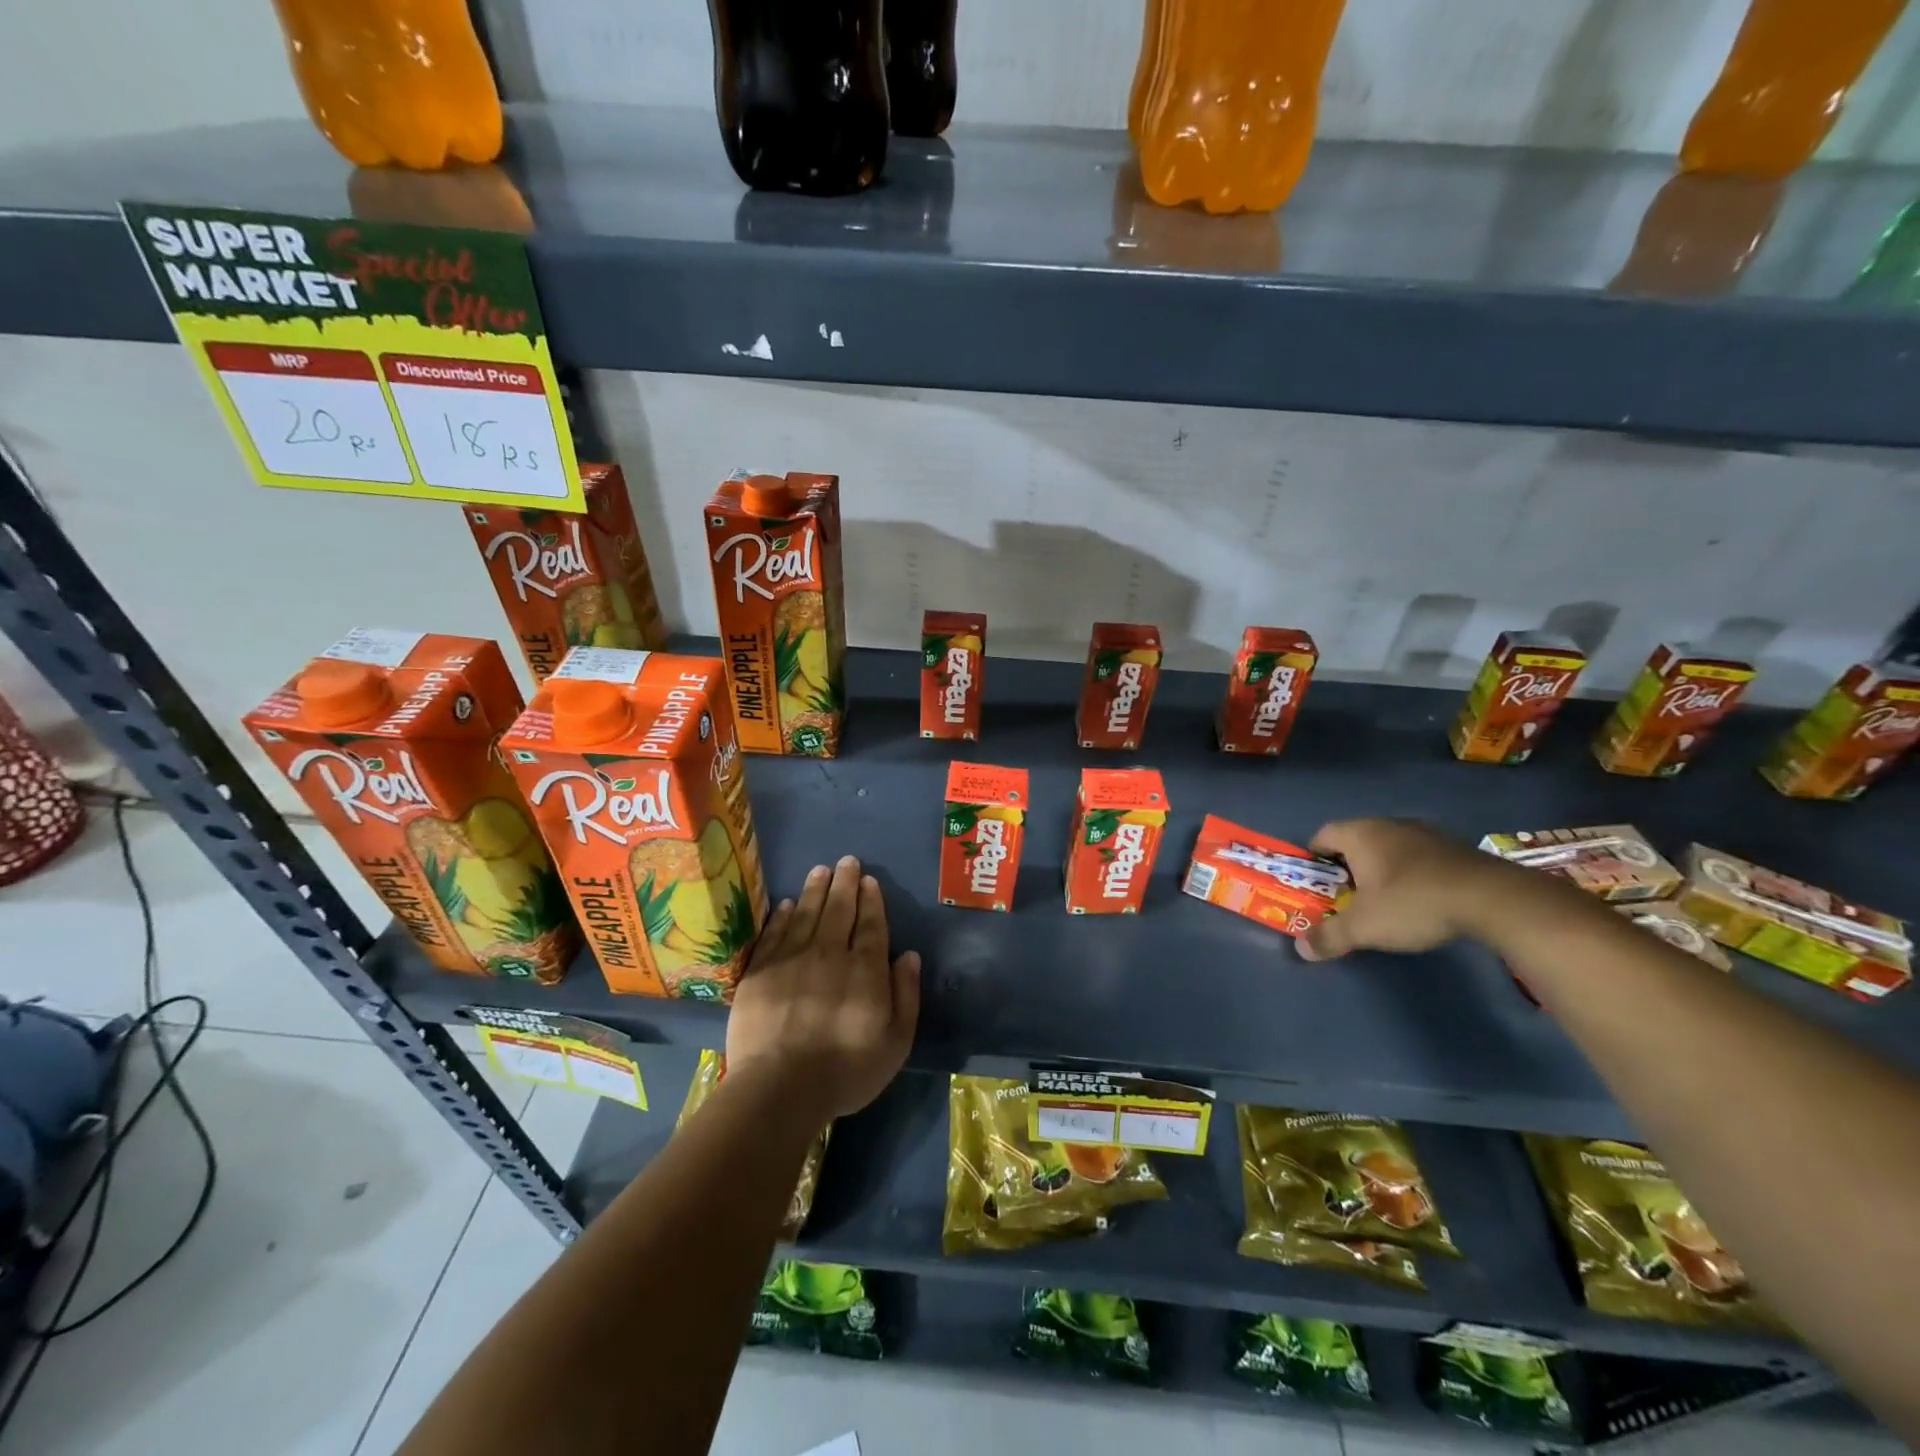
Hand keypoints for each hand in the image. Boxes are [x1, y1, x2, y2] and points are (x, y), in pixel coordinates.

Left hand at [726, 855, 921, 1123]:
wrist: (779, 1088)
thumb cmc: (846, 1070)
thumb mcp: (895, 1042)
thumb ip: (905, 995)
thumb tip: (908, 955)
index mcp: (864, 969)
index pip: (870, 924)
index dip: (871, 900)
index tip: (869, 880)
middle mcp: (829, 953)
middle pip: (838, 910)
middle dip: (845, 883)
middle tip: (847, 861)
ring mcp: (791, 960)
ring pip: (806, 914)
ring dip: (815, 889)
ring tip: (820, 870)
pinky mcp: (760, 972)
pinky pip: (774, 934)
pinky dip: (782, 916)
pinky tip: (787, 904)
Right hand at [1296, 818, 1506, 961]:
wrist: (1493, 898)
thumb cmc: (1413, 902)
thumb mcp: (1364, 927)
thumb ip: (1330, 936)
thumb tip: (1301, 949)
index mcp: (1360, 834)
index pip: (1322, 836)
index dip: (1313, 860)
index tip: (1315, 885)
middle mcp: (1389, 824)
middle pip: (1355, 841)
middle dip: (1347, 868)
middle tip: (1346, 898)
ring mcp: (1425, 833)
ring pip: (1389, 848)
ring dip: (1381, 870)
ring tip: (1384, 902)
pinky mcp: (1454, 847)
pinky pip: (1419, 856)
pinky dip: (1411, 874)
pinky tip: (1421, 899)